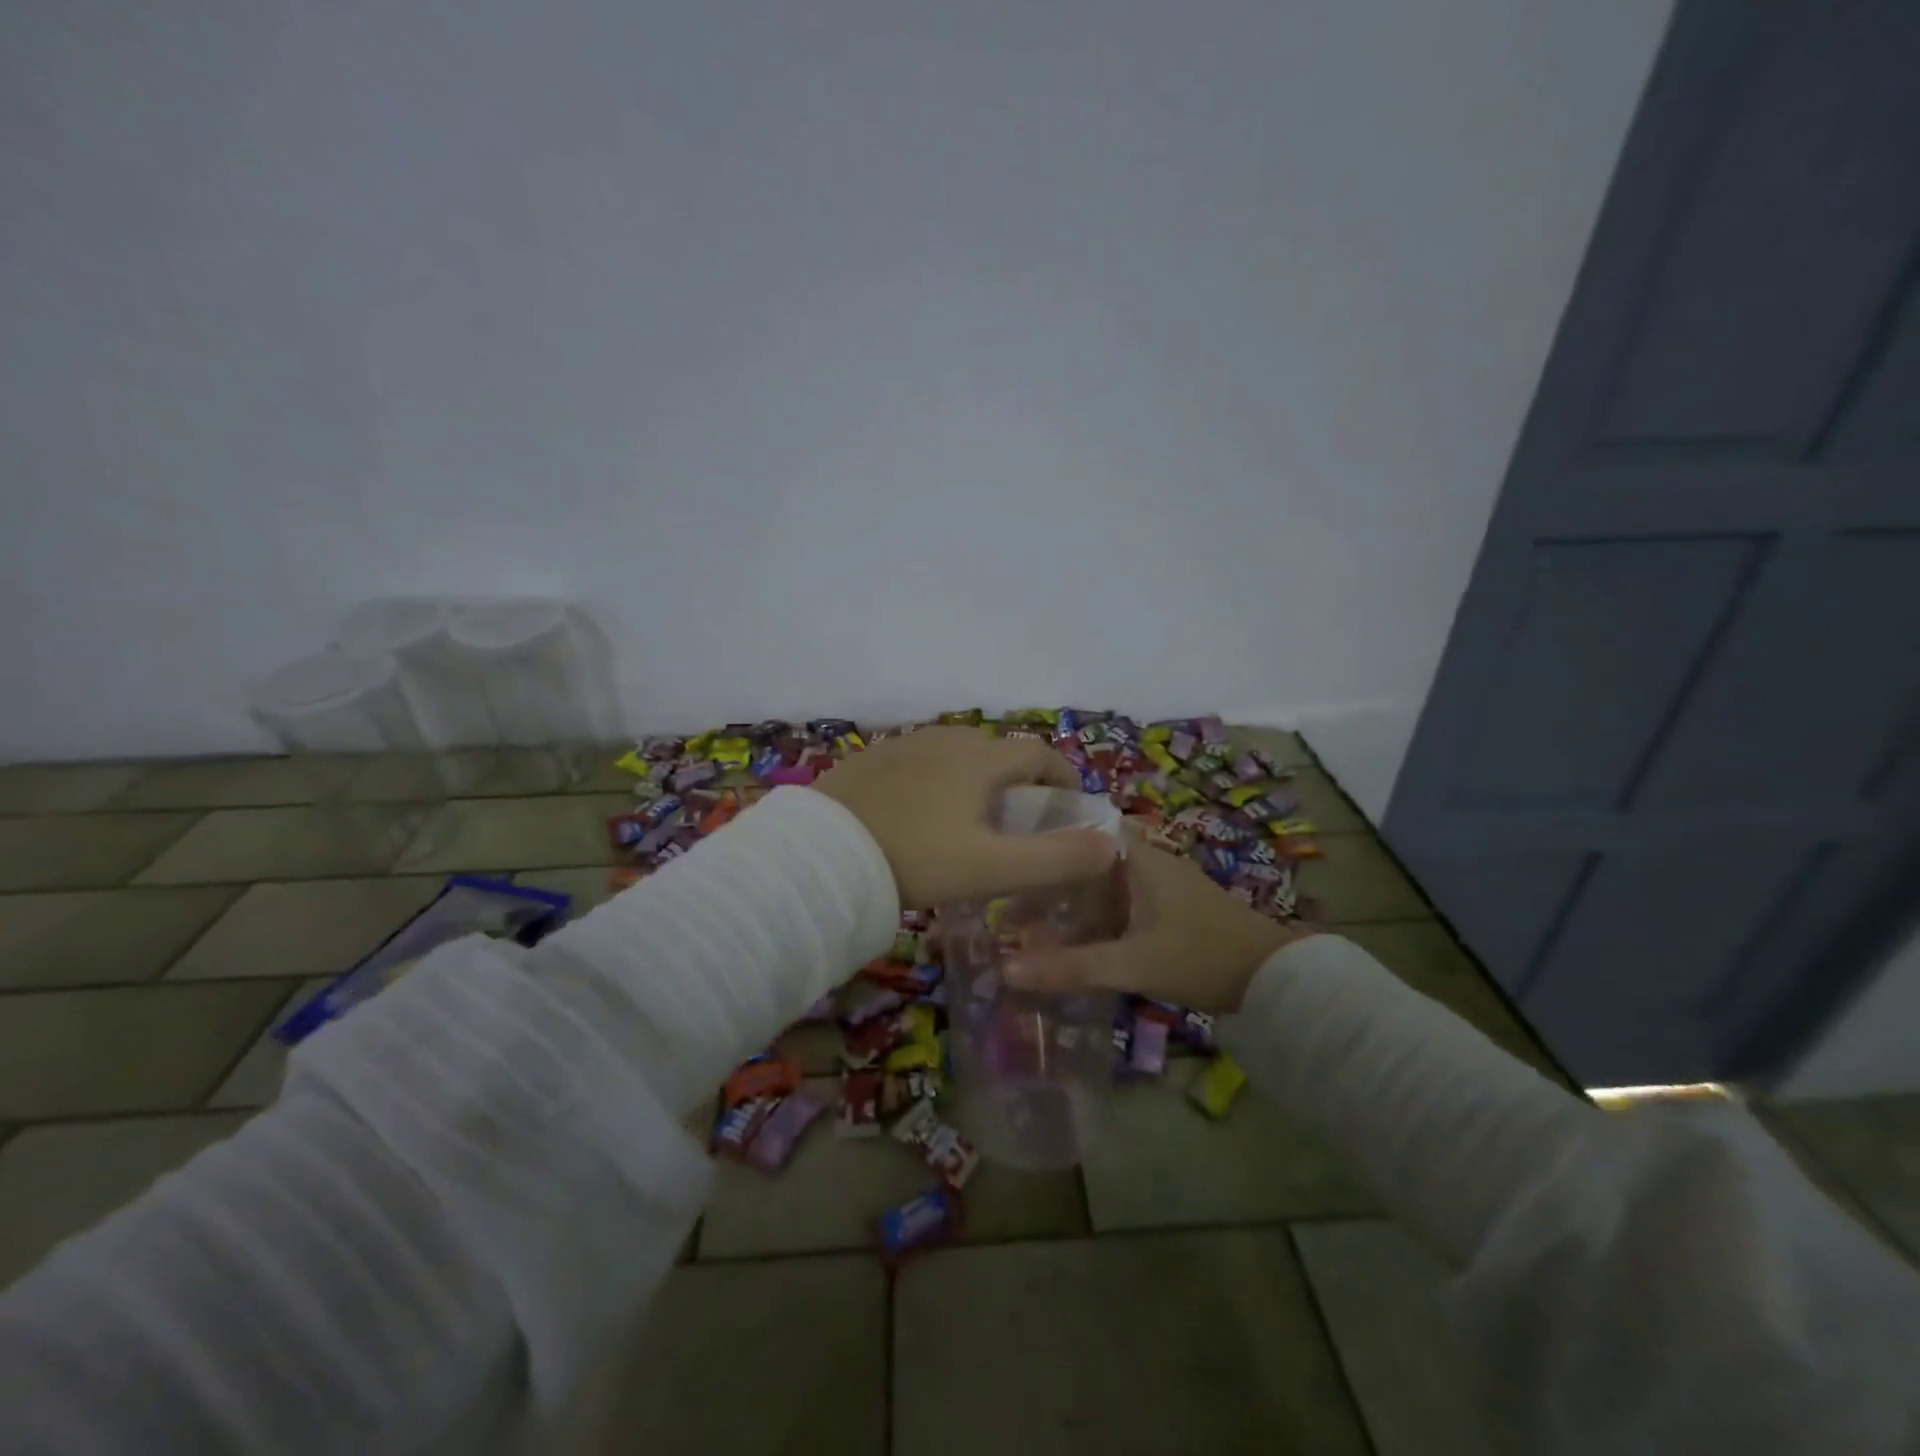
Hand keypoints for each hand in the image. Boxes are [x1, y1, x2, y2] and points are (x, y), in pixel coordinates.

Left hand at [811, 727, 1118, 907]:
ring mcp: (905, 744)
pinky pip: (921, 761)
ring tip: (973, 818)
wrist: (823, 855)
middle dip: (1020, 780)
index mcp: (981, 758)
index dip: (1062, 777)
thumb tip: (1109, 845)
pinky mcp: (872, 758)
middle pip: (999, 751)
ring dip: (977, 778)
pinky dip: (938, 780)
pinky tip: (923, 813)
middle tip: (1019, 821)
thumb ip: (1057, 858)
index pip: (1040, 754)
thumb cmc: (916, 858)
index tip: (1068, 806)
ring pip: (958, 754)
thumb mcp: (993, 868)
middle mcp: (947, 738)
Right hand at [1001, 824, 1305, 1010]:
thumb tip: (1006, 969)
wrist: (1275, 980)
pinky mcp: (1171, 909)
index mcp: (1138, 856)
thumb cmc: (1199, 955)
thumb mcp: (1130, 963)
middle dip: (1053, 874)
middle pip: (1088, 857)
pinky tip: (1075, 936)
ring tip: (1031, 917)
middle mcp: (1148, 861)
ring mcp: (1162, 885)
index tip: (1010, 848)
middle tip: (1011, 893)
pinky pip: (1121, 902)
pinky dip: (1096, 914)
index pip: (1082, 825)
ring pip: (1104, 882)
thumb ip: (1070, 966)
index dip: (1046, 833)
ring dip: (1073, 897)